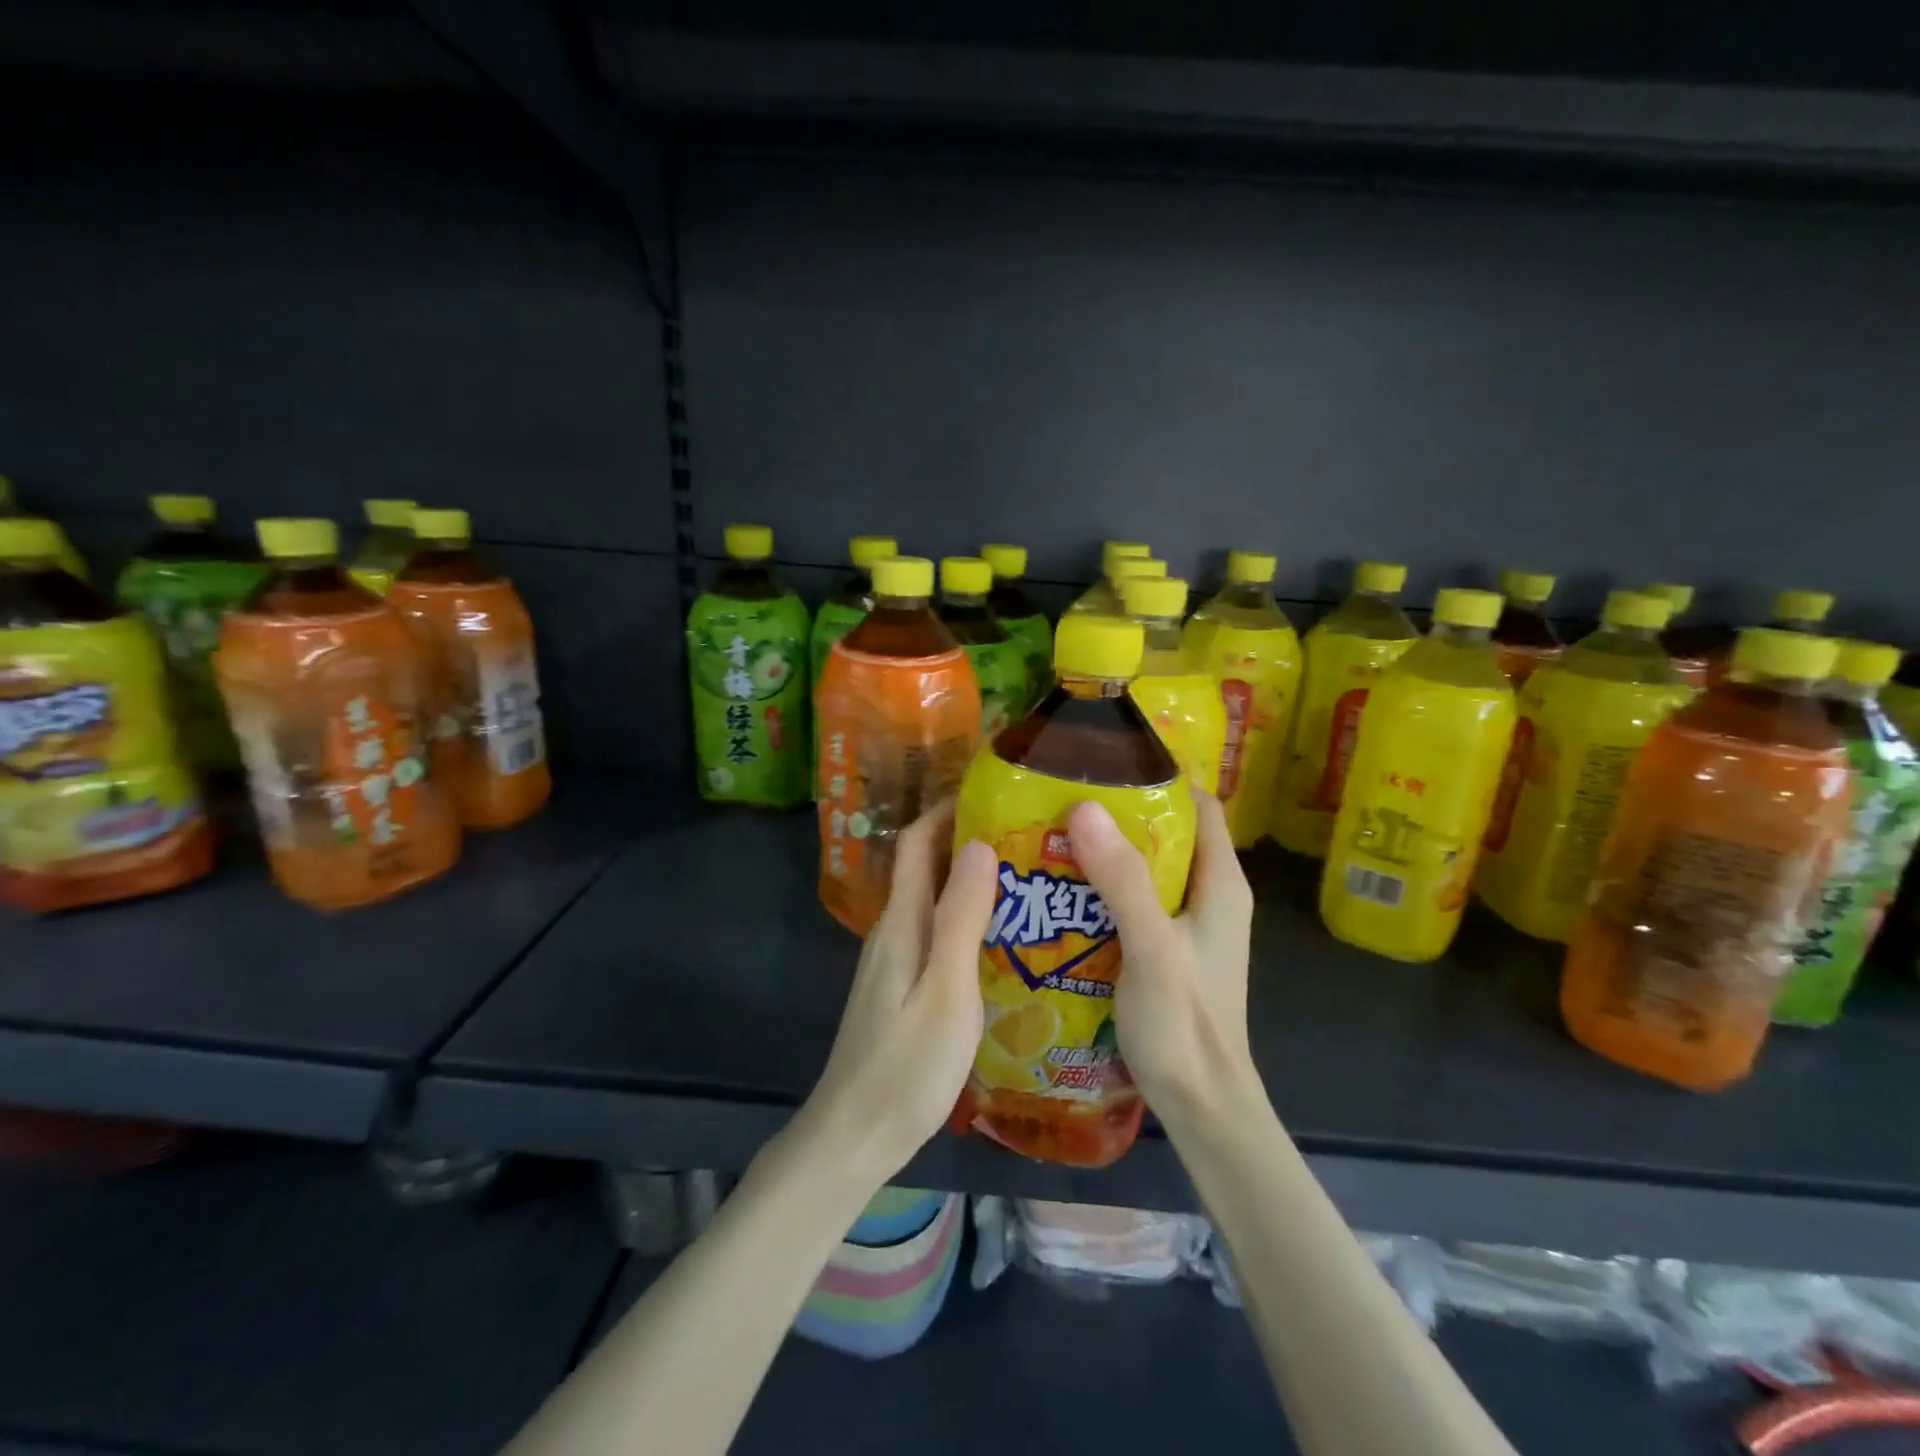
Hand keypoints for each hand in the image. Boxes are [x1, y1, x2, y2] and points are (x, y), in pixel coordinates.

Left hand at [797, 801, 997, 1185]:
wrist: (854, 1134)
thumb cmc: (906, 1066)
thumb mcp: (948, 991)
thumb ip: (962, 917)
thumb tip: (978, 844)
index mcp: (902, 922)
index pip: (917, 843)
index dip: (947, 810)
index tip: (993, 793)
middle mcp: (893, 929)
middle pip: (925, 865)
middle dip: (968, 839)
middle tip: (1027, 835)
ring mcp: (894, 959)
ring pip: (931, 899)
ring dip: (970, 878)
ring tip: (1025, 877)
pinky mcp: (900, 985)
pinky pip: (934, 930)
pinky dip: (965, 915)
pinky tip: (1001, 936)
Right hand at [1067, 788, 1257, 1127]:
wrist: (1202, 1107)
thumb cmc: (1186, 1026)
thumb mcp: (1152, 947)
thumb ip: (1122, 880)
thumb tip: (1084, 807)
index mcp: (1220, 883)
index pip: (1197, 805)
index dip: (1157, 780)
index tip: (1102, 766)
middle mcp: (1207, 896)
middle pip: (1165, 834)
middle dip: (1117, 816)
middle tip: (1059, 803)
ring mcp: (1186, 926)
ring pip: (1144, 871)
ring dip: (1104, 856)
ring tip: (1050, 841)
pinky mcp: (1164, 952)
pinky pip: (1131, 904)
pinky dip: (1100, 892)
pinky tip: (1060, 895)